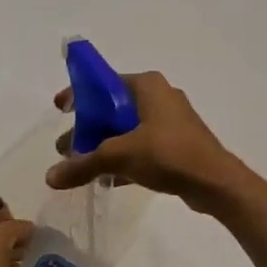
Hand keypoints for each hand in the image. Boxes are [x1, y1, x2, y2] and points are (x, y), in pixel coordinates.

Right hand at [45, 72, 254, 215]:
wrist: (216, 183)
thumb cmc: (168, 154)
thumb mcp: (119, 156)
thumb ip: (83, 164)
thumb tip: (50, 177)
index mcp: (147, 86)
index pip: (102, 83)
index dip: (78, 95)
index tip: (59, 109)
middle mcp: (159, 97)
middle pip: (112, 109)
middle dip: (87, 129)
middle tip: (66, 148)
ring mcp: (170, 122)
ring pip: (126, 130)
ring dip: (103, 147)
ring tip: (82, 167)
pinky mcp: (177, 145)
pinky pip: (141, 147)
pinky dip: (123, 159)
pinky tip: (107, 180)